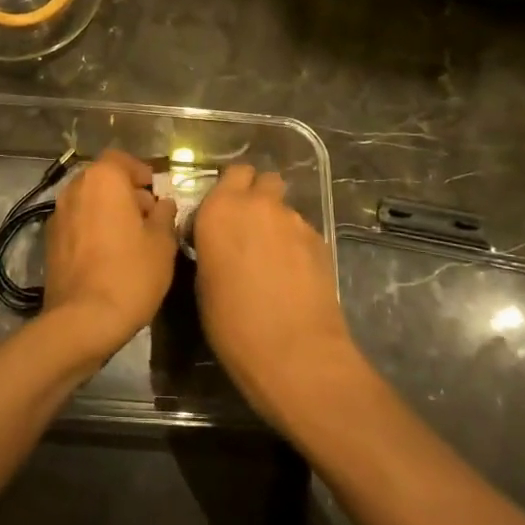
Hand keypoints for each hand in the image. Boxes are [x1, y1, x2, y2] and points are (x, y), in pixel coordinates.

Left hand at [41, 150, 178, 358]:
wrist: (83, 320)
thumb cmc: (130, 273)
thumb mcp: (162, 244)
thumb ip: (164, 216)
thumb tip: (162, 204)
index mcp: (103, 179)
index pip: (121, 159)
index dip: (140, 172)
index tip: (156, 191)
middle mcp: (75, 189)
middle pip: (103, 179)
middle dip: (125, 192)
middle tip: (148, 217)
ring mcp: (57, 215)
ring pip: (88, 202)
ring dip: (107, 211)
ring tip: (130, 238)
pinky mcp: (49, 241)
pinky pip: (76, 223)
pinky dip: (92, 228)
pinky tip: (108, 254)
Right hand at [192, 163, 362, 427]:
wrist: (293, 351)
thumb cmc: (232, 321)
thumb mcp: (203, 281)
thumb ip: (212, 246)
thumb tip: (220, 242)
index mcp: (220, 209)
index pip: (232, 173)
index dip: (230, 189)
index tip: (223, 214)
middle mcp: (259, 204)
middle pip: (264, 179)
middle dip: (258, 195)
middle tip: (249, 227)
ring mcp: (294, 221)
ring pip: (284, 208)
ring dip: (276, 223)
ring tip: (273, 260)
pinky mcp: (321, 241)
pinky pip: (302, 232)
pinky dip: (296, 245)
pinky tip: (293, 276)